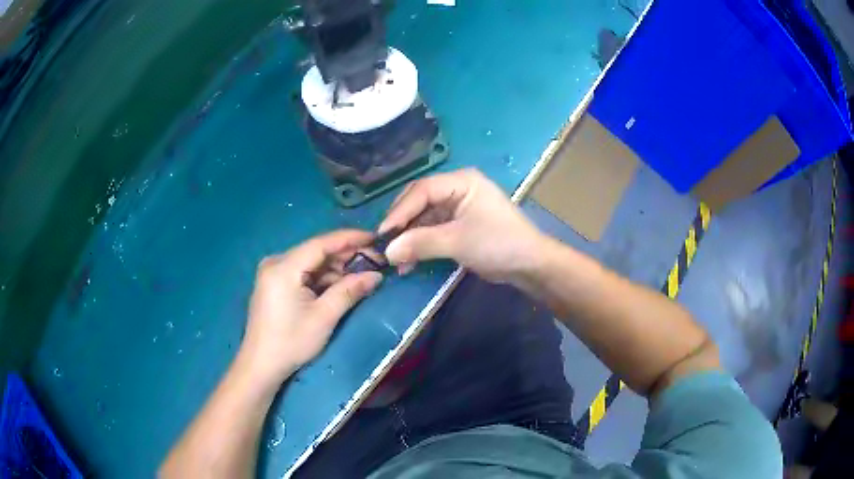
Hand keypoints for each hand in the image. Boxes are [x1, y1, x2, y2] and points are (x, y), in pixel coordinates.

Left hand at [238, 230, 382, 388]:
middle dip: (345, 256)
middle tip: (375, 261)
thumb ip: (349, 291)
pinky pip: (303, 273)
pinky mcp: (274, 284)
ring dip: (335, 268)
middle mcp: (276, 262)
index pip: (321, 243)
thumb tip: (376, 275)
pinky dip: (322, 278)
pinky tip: (341, 285)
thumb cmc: (291, 342)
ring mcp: (273, 273)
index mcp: (283, 267)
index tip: (376, 238)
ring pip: (311, 262)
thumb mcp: (324, 317)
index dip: (350, 238)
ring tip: (362, 274)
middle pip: (316, 251)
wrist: (261, 365)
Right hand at [379, 168, 544, 284]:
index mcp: (461, 181)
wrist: (529, 264)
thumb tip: (387, 252)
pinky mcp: (460, 225)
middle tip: (385, 244)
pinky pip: (433, 230)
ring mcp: (458, 207)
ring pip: (424, 218)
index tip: (383, 234)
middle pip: (420, 202)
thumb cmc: (498, 244)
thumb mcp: (458, 242)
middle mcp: (457, 189)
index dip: (400, 211)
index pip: (422, 190)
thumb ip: (421, 243)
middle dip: (402, 224)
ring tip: (395, 259)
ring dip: (410, 238)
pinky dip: (421, 245)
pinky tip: (409, 262)